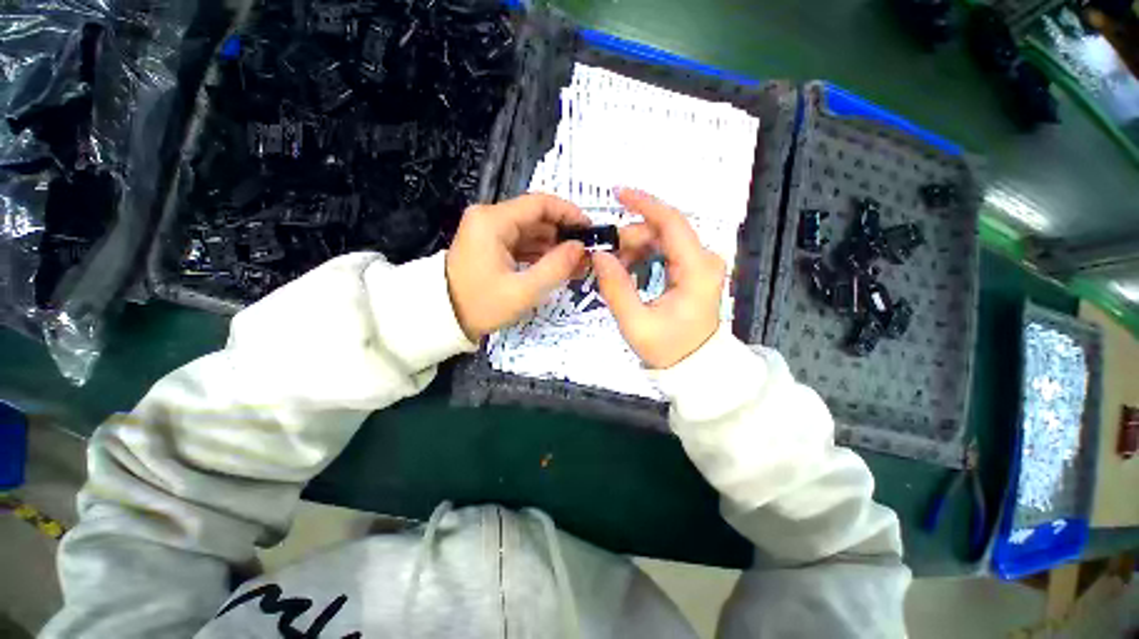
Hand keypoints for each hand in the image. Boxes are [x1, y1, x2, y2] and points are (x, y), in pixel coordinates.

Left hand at [447, 193, 590, 339]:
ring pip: (531, 231)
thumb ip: (556, 267)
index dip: (569, 213)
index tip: (590, 230)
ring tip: (576, 266)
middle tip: (586, 255)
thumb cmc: (481, 304)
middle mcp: (490, 218)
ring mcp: (489, 231)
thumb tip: (580, 247)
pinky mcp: (490, 244)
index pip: (540, 203)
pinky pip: (522, 243)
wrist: (443, 319)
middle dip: (564, 235)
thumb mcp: (523, 291)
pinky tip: (557, 268)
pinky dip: (540, 254)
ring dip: (554, 247)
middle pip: (537, 217)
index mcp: (493, 221)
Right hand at [593, 188, 724, 368]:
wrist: (694, 366)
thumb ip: (616, 288)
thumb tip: (599, 255)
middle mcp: (704, 259)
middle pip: (664, 230)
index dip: (644, 204)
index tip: (617, 194)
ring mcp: (701, 264)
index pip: (672, 223)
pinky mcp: (694, 270)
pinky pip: (665, 251)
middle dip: (631, 236)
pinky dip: (643, 255)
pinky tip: (627, 268)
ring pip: (663, 239)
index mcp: (697, 269)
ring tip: (614, 266)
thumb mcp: (636, 323)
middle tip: (605, 255)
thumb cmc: (669, 349)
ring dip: (635, 246)